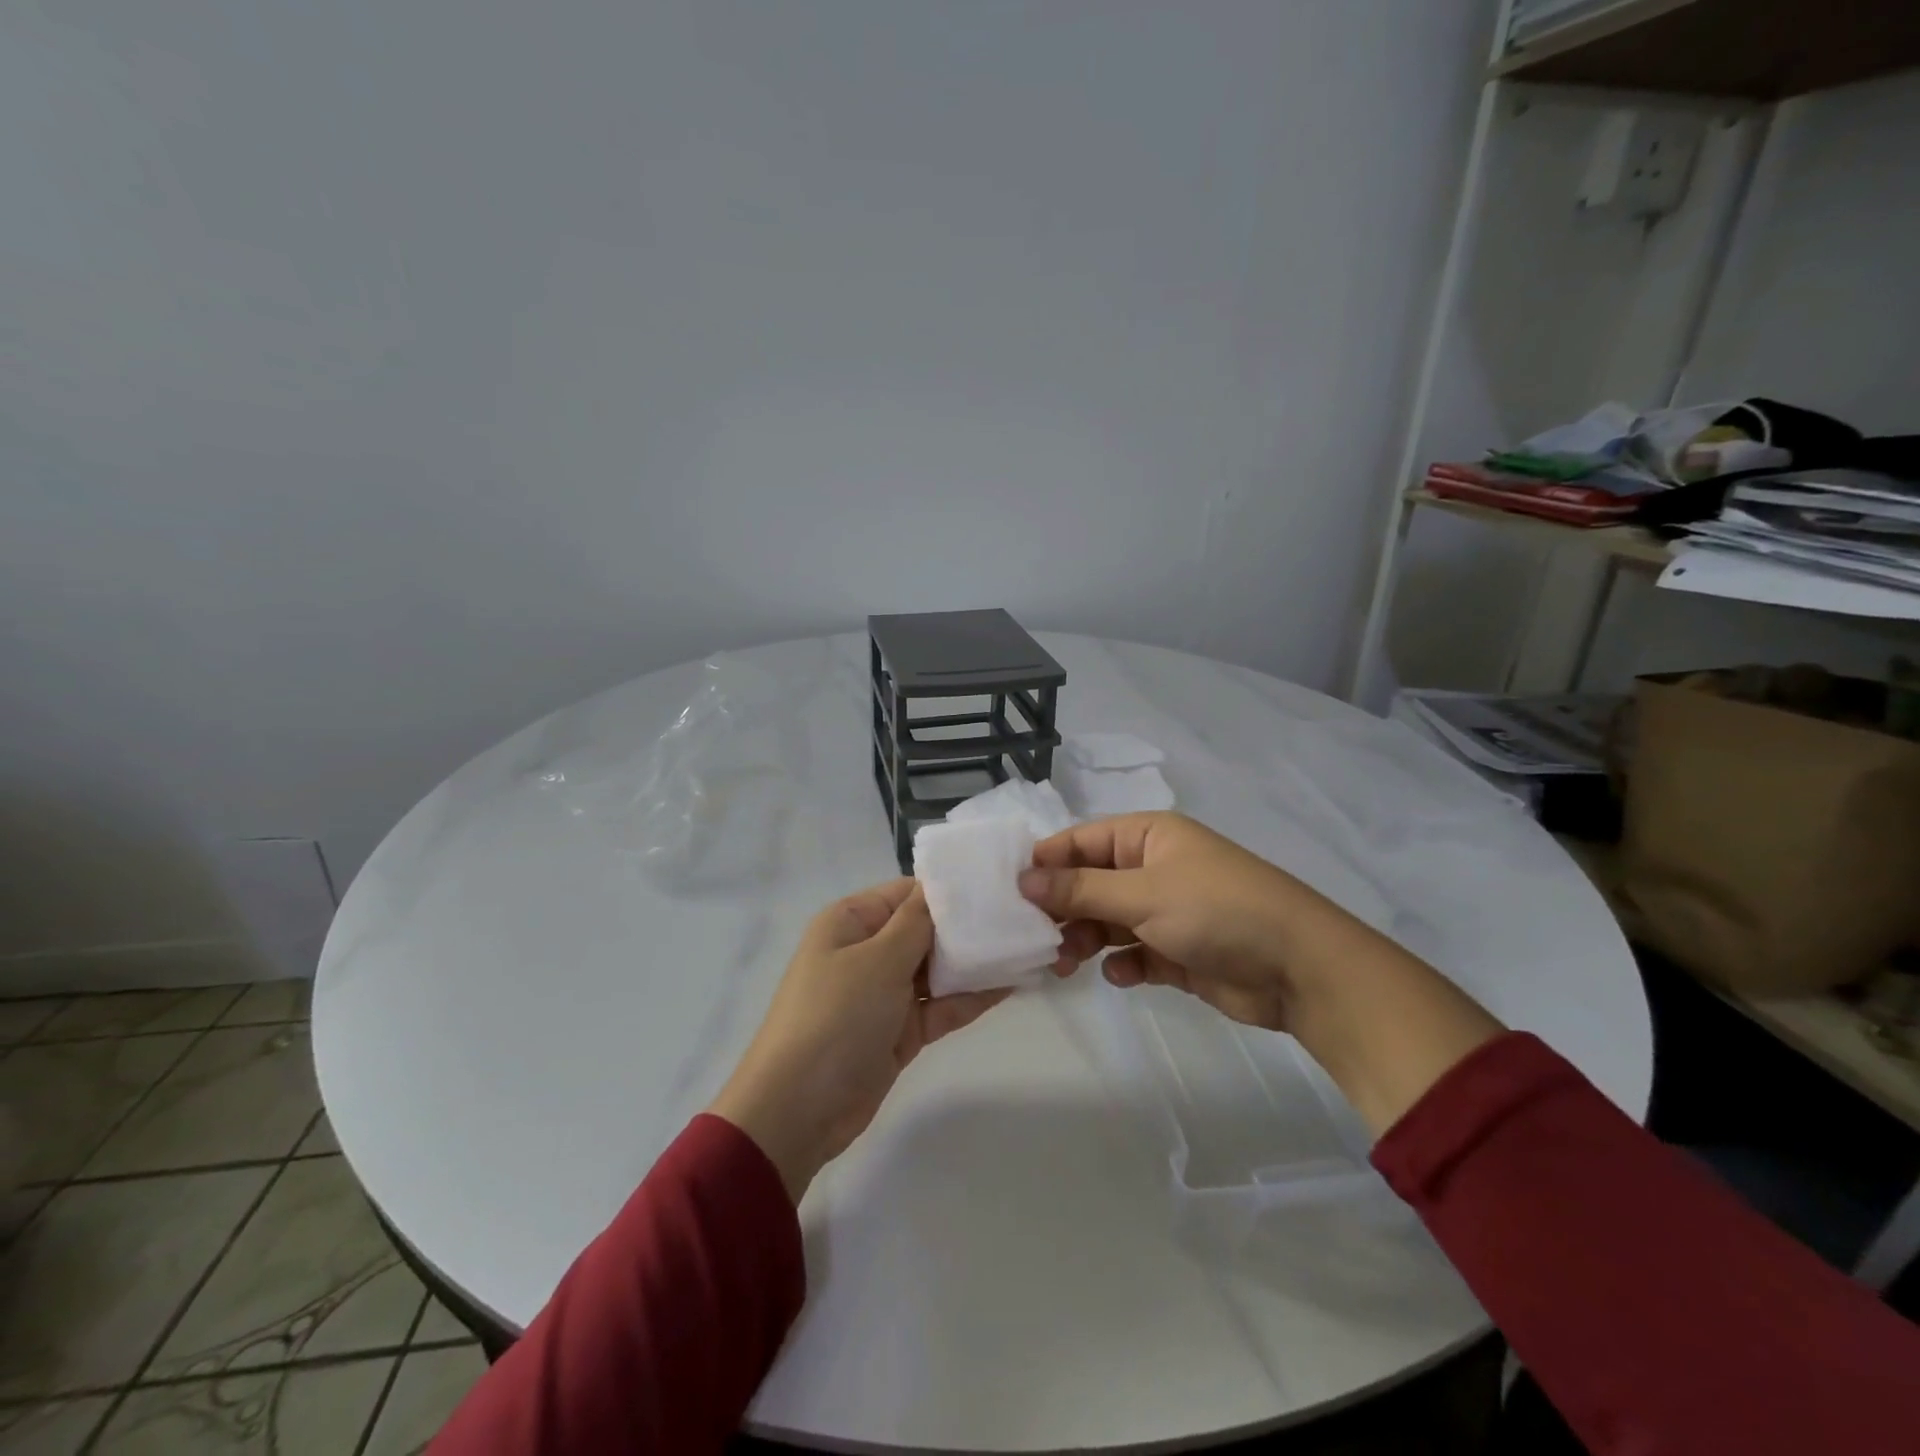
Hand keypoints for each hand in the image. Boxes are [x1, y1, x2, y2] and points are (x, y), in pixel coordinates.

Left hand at [707, 879, 1009, 1200]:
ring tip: (1024, 946)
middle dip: (967, 927)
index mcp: (851, 922)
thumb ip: (917, 923)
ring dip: (974, 963)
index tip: (996, 886)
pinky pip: (940, 1006)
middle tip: (1021, 916)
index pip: (906, 893)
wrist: (799, 1110)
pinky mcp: (900, 1031)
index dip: (948, 890)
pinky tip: (1011, 984)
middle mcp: (867, 951)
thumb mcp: (878, 960)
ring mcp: (884, 993)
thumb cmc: (836, 1017)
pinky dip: (970, 997)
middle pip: (925, 930)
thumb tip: (941, 886)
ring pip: (937, 969)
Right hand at [1019, 812, 1503, 1133]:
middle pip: (1090, 883)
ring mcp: (1167, 910)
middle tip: (1037, 939)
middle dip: (1063, 909)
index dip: (1046, 863)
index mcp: (1148, 836)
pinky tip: (1122, 976)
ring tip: (1067, 964)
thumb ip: (1080, 888)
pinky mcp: (1179, 950)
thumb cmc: (1217, 911)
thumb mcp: (1142, 894)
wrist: (1300, 969)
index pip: (1081, 840)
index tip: (1011, 893)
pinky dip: (1123, 964)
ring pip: (1108, 920)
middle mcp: (1154, 867)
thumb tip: (1024, 878)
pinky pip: (1134, 952)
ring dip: (1086, 939)